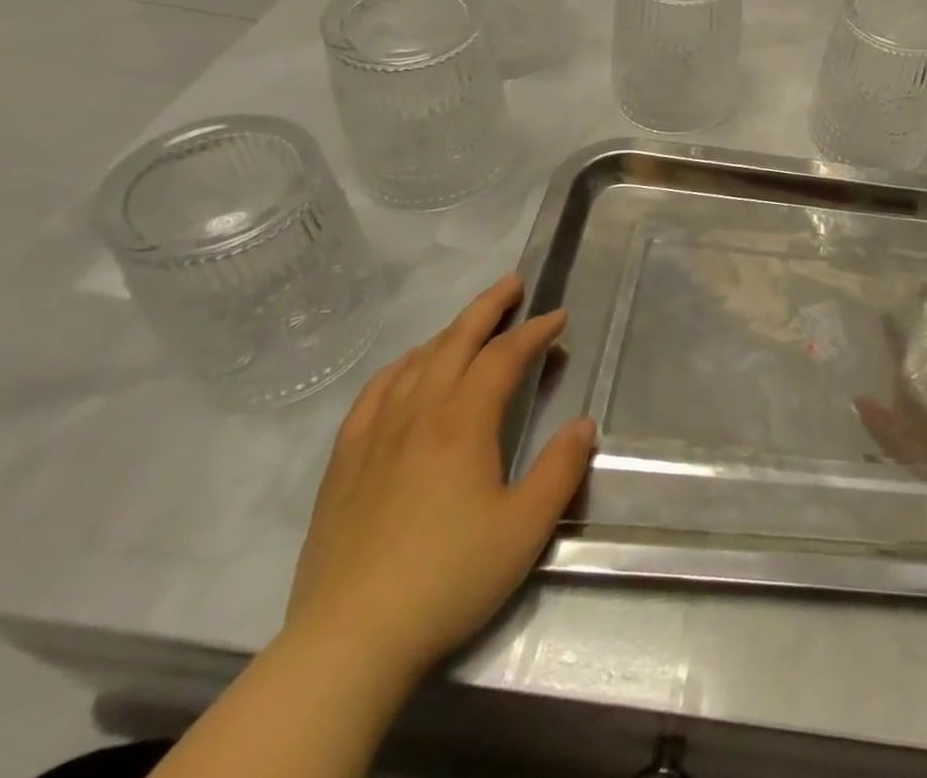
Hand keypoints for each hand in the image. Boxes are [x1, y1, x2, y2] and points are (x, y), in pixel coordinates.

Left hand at [284, 273, 595, 683]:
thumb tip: (583, 424)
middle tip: (513, 284)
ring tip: (470, 324)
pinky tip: (406, 371)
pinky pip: (373, 395)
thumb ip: (560, 469)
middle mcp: (417, 414)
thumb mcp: (525, 528)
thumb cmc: (448, 578)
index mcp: (462, 423)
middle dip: (488, 308)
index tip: (559, 318)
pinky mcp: (344, 465)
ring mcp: (374, 437)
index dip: (534, 331)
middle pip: (455, 342)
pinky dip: (399, 368)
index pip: (504, 357)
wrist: (348, 643)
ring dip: (448, 333)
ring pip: (414, 363)